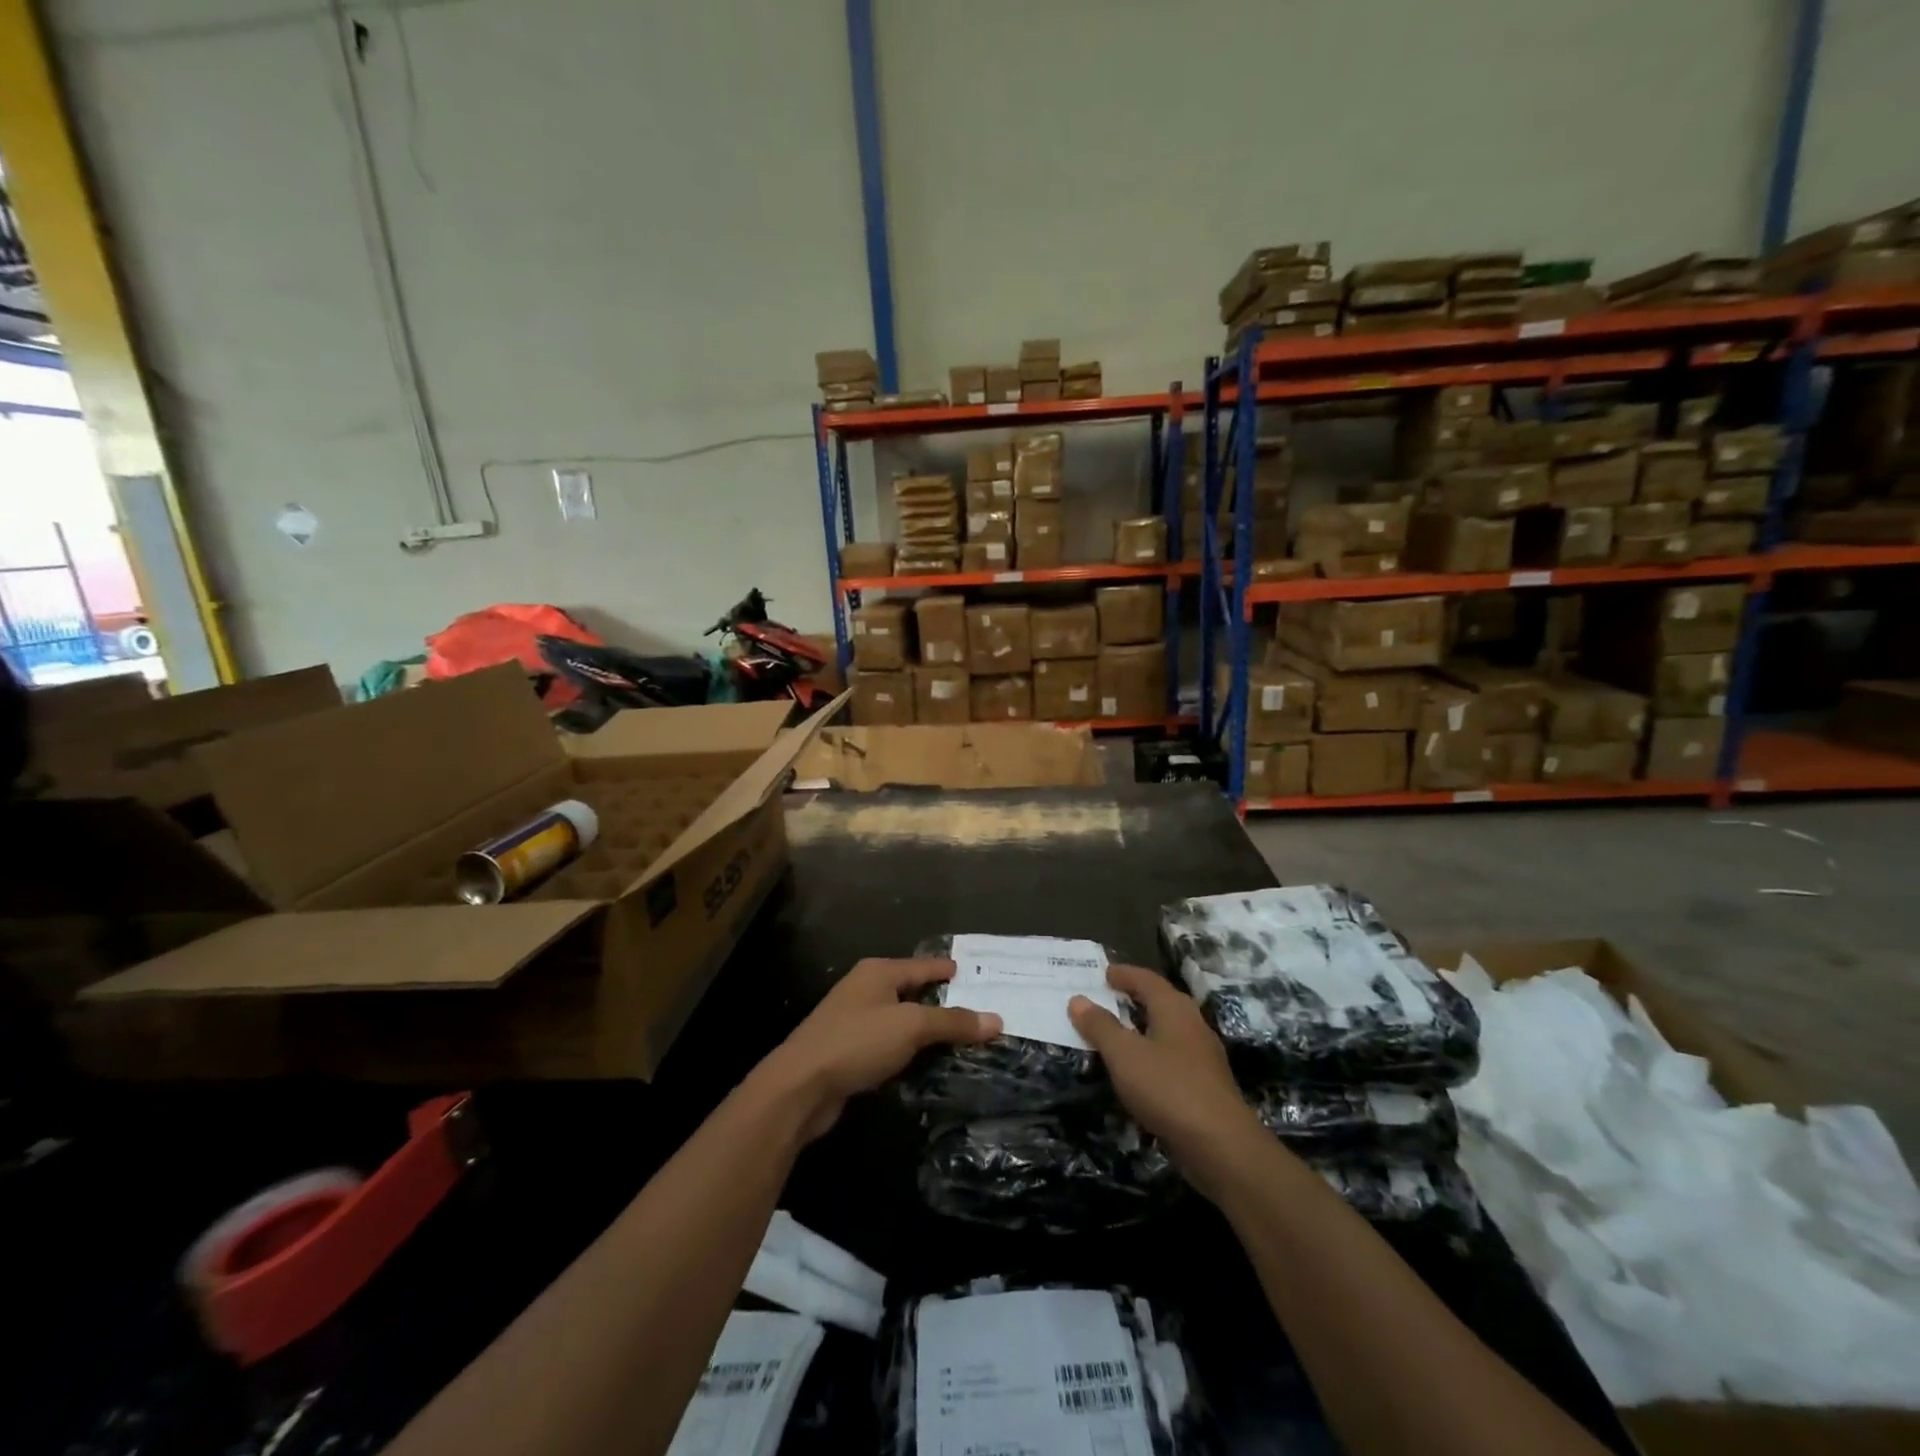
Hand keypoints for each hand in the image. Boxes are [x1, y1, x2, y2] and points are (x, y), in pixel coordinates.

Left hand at [758, 958, 1001, 1142]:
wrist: (800, 1086)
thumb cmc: (857, 1042)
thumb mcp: (911, 1027)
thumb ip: (952, 1022)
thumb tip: (996, 1020)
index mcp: (878, 972)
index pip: (925, 965)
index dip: (952, 971)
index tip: (981, 976)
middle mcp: (866, 989)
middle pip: (914, 990)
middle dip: (945, 1001)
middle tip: (982, 1011)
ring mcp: (855, 1020)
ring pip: (902, 1019)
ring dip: (928, 1030)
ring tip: (963, 1039)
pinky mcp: (850, 1051)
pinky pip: (890, 1044)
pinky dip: (910, 1050)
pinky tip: (929, 1063)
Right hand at [1069, 965, 1266, 1197]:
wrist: (1221, 1146)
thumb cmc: (1168, 1088)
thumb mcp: (1124, 1054)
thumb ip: (1100, 1026)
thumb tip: (1078, 1000)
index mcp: (1174, 1008)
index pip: (1146, 979)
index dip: (1123, 974)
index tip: (1103, 973)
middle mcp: (1192, 1024)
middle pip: (1160, 1001)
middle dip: (1133, 998)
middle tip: (1106, 998)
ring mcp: (1202, 1056)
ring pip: (1167, 1030)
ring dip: (1142, 1027)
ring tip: (1116, 1033)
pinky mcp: (1205, 1085)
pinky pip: (1171, 1057)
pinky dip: (1151, 1054)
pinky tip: (1139, 1071)